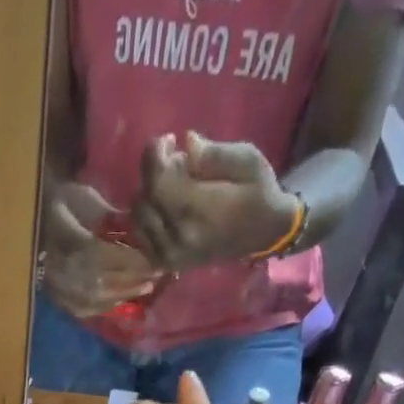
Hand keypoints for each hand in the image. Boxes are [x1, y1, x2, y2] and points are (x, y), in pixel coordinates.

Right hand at [39, 181, 159, 317]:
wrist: (32, 221)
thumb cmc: (62, 203)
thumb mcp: (86, 198)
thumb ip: (111, 217)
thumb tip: (140, 232)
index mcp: (70, 241)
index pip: (107, 256)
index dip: (133, 261)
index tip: (156, 259)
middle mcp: (64, 270)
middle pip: (106, 281)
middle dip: (134, 279)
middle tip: (157, 276)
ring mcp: (60, 288)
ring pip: (98, 298)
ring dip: (125, 294)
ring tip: (145, 288)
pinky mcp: (58, 299)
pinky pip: (86, 309)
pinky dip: (107, 305)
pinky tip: (121, 298)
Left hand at [133, 132, 302, 270]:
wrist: (265, 234)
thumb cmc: (258, 192)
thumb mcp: (246, 161)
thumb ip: (213, 154)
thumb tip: (186, 142)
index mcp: (199, 212)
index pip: (157, 184)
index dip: (154, 157)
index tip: (168, 140)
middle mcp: (178, 238)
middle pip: (144, 199)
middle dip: (152, 172)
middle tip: (171, 158)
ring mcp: (170, 255)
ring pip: (138, 218)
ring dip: (147, 194)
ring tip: (168, 181)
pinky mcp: (167, 263)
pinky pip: (141, 237)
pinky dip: (146, 217)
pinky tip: (161, 204)